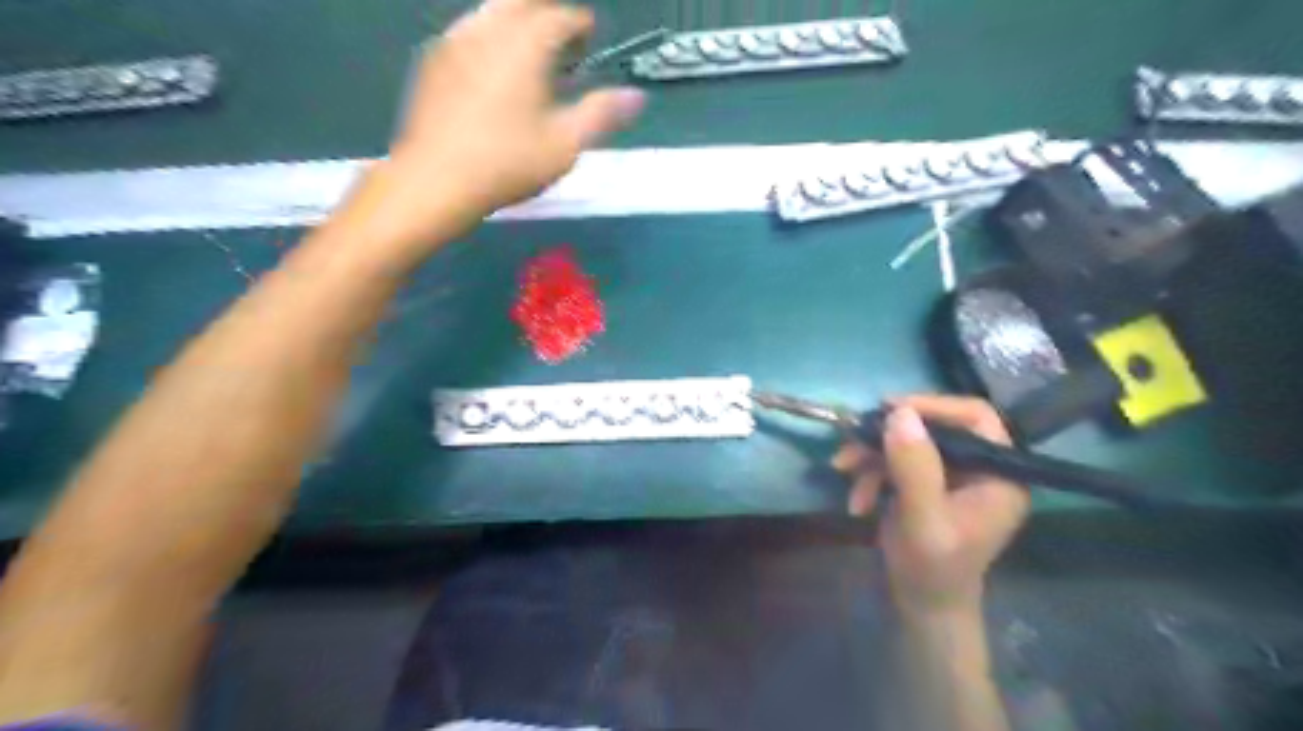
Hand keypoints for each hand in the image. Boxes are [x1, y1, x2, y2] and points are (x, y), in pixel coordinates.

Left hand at [361, 0, 644, 248]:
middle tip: (563, 40)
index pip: (558, 16)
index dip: (579, 23)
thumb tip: (637, 96)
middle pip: (521, 2)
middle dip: (546, 13)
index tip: (591, 37)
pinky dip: (490, 37)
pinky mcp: (432, 62)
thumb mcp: (565, 145)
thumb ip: (601, 114)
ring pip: (490, 12)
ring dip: (517, 22)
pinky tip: (495, 69)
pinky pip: (468, 31)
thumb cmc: (507, 163)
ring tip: (531, 54)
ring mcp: (454, 42)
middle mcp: (487, 30)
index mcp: (524, 45)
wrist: (435, 180)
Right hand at [834, 401, 1029, 615]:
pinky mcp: (926, 484)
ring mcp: (951, 476)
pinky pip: (895, 462)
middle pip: (933, 427)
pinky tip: (856, 500)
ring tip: (842, 469)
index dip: (934, 405)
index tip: (890, 408)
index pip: (975, 417)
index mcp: (999, 474)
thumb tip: (899, 413)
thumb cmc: (933, 571)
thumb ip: (914, 467)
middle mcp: (979, 468)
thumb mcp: (922, 519)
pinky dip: (870, 475)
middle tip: (852, 438)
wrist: (922, 608)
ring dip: (871, 455)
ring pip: (907, 443)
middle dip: (887, 436)